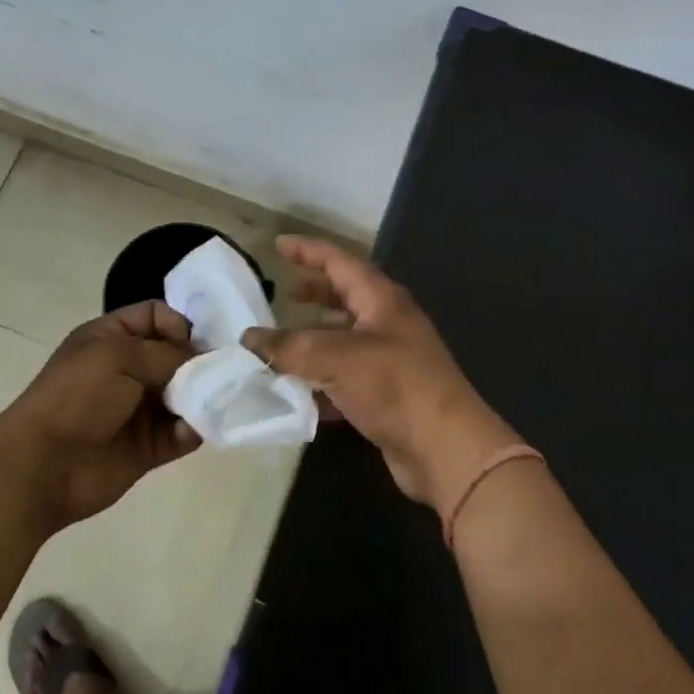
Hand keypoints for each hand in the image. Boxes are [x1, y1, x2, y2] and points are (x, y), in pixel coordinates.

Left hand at [0, 300, 200, 529]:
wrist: (44, 465)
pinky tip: (193, 430)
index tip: (193, 343)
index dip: (179, 323)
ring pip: (185, 395)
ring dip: (202, 397)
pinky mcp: (149, 446)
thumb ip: (166, 353)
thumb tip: (202, 360)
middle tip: (220, 373)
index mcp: (112, 338)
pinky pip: (182, 433)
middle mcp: (128, 369)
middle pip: (177, 355)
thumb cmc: (77, 397)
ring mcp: (139, 409)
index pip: (156, 316)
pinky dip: (193, 430)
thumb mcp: (118, 357)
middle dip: (200, 362)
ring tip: (214, 401)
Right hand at [242, 237, 520, 521]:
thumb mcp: (335, 358)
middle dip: (314, 294)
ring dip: (313, 340)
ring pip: (343, 340)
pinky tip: (297, 394)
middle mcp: (388, 323)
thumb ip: (288, 347)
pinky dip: (321, 381)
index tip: (278, 245)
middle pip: (345, 298)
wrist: (444, 448)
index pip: (339, 262)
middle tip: (282, 294)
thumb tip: (249, 339)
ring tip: (280, 345)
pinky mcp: (387, 395)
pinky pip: (346, 378)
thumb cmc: (393, 386)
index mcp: (381, 300)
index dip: (307, 251)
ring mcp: (390, 360)